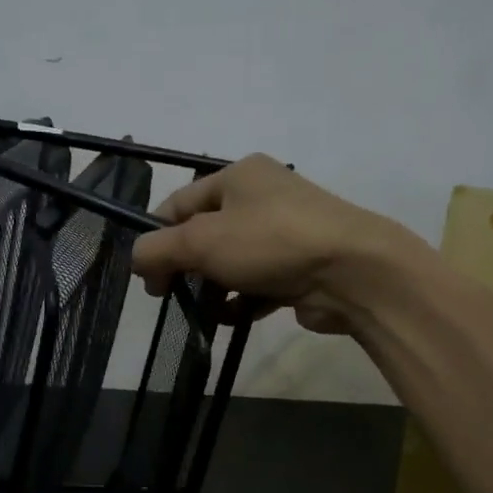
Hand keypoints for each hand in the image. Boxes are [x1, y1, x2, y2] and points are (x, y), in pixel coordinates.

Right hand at [129, 154, 424, 334]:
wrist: (355, 271)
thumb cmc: (271, 243)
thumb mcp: (201, 241)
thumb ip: (158, 249)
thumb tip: (137, 260)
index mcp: (238, 175)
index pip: (179, 203)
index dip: (156, 238)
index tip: (148, 278)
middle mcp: (263, 196)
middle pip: (205, 234)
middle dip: (187, 266)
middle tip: (172, 297)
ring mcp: (286, 232)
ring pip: (232, 261)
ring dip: (214, 287)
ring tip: (206, 311)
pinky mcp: (302, 266)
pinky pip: (259, 282)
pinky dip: (243, 300)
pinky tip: (234, 317)